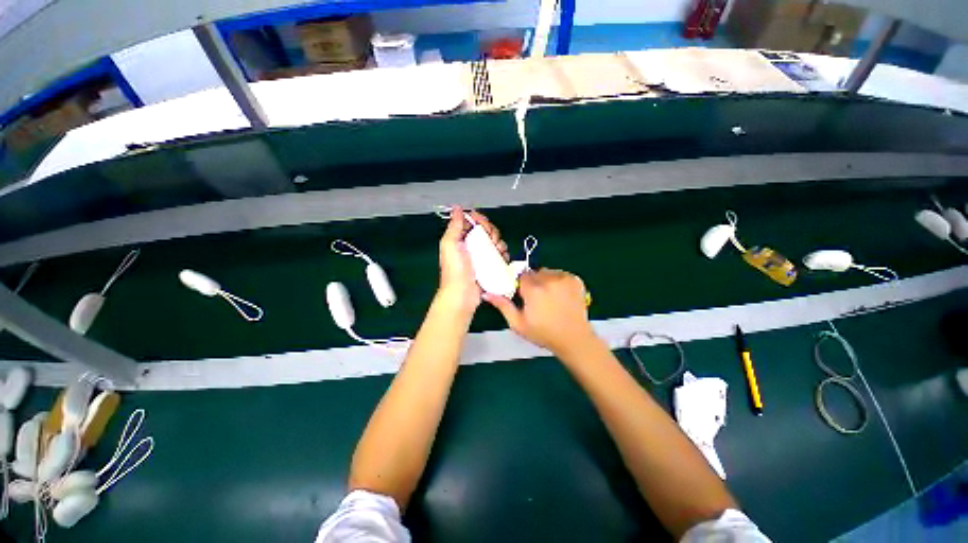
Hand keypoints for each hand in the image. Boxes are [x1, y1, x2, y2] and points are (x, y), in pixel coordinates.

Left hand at [438, 206, 508, 314]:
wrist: (462, 296)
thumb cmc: (455, 271)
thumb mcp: (450, 245)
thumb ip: (454, 226)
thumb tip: (456, 208)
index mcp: (460, 238)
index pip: (472, 222)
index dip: (480, 220)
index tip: (484, 226)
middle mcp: (470, 246)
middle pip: (486, 231)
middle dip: (492, 232)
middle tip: (491, 240)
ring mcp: (481, 257)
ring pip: (495, 242)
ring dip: (499, 243)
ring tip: (498, 250)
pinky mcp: (489, 266)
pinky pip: (499, 255)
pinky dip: (503, 254)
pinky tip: (502, 257)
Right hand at [484, 269, 598, 357]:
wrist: (573, 339)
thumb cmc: (543, 333)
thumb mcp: (518, 323)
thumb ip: (502, 306)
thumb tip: (486, 293)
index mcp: (533, 289)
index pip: (521, 276)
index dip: (521, 286)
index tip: (524, 296)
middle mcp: (549, 279)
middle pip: (534, 273)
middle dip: (533, 283)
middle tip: (537, 299)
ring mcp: (564, 278)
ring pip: (547, 272)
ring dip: (545, 280)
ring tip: (549, 298)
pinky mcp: (575, 280)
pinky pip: (560, 274)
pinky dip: (558, 281)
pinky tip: (560, 296)